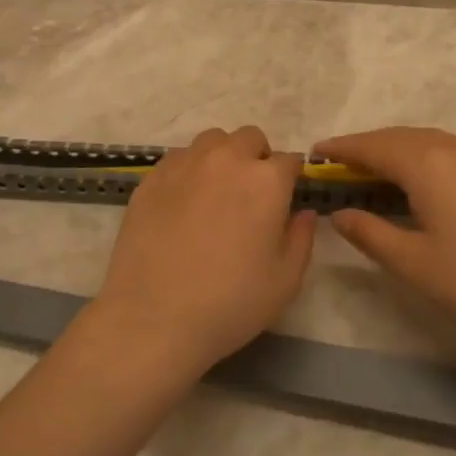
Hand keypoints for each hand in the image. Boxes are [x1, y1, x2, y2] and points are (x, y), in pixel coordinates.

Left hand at [89, 125, 315, 377]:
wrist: (153, 317)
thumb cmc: (230, 303)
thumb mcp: (286, 280)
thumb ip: (302, 237)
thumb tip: (303, 212)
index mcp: (266, 180)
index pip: (289, 160)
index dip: (290, 180)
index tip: (284, 201)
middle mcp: (227, 159)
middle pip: (250, 138)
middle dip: (257, 158)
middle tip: (251, 196)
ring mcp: (185, 164)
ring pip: (213, 141)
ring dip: (223, 157)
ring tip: (216, 192)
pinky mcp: (152, 177)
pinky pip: (179, 158)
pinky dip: (190, 170)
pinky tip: (183, 203)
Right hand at [315, 126, 455, 356]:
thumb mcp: (414, 264)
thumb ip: (370, 233)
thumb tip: (340, 213)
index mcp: (426, 164)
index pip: (372, 146)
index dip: (342, 148)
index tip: (315, 152)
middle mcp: (451, 149)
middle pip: (398, 136)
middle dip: (365, 146)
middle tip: (338, 163)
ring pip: (424, 140)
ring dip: (394, 148)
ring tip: (371, 168)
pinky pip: (446, 148)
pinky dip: (420, 154)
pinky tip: (417, 177)